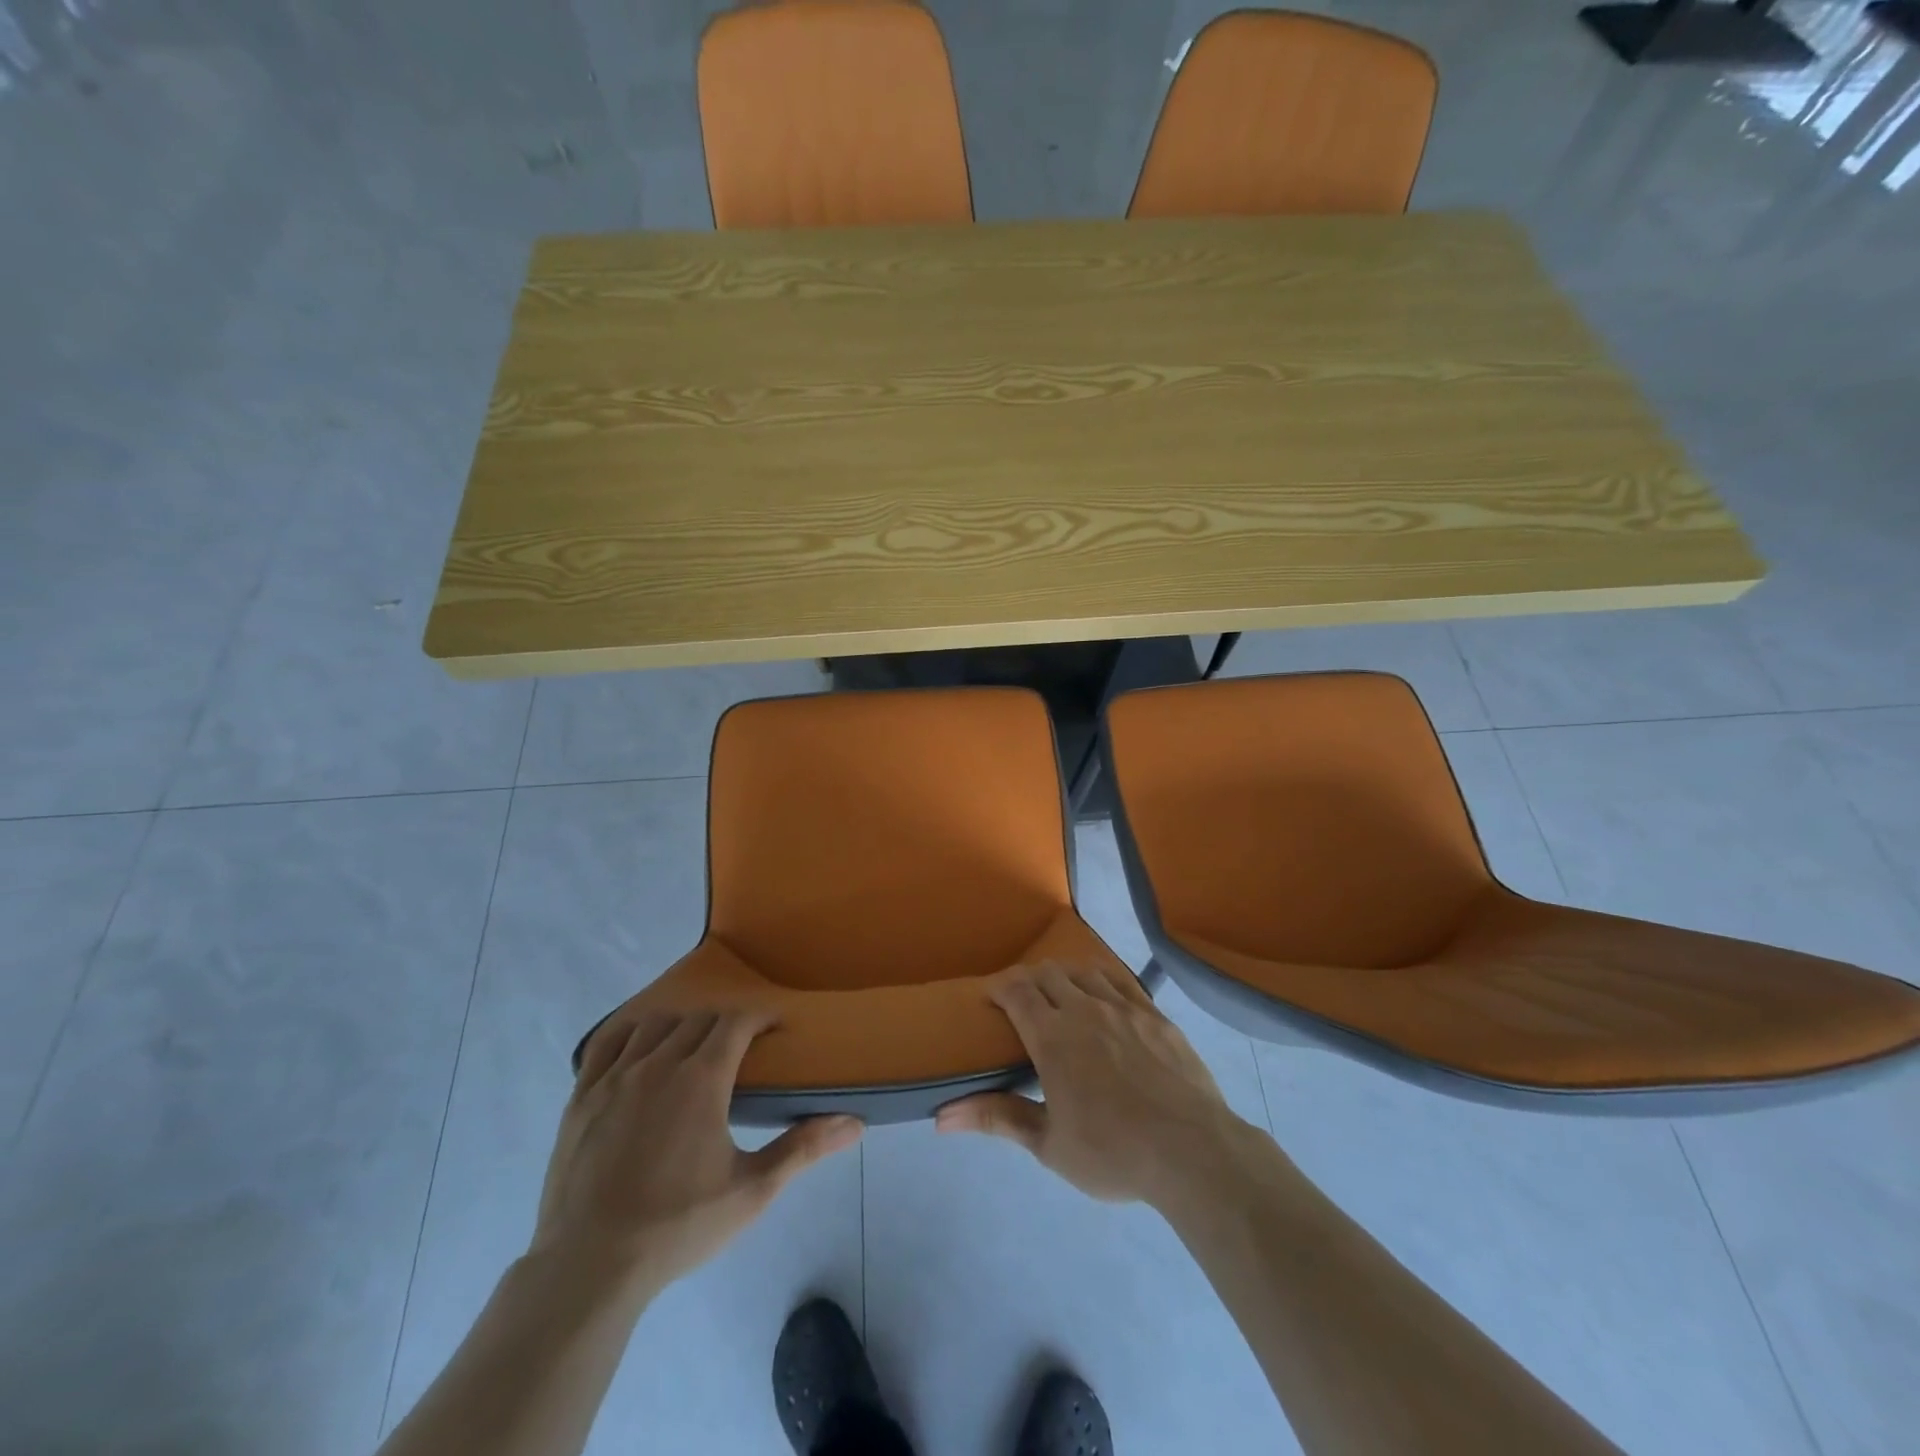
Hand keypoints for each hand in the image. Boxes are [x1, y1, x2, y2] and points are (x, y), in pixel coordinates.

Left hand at [533, 1009, 862, 1291]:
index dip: (760, 1016)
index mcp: (702, 1078)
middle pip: (699, 1020)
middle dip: (725, 1024)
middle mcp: (659, 1063)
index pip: (736, 1021)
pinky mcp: (581, 1097)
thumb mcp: (751, 1191)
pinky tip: (639, 1051)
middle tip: (741, 1047)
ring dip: (681, 1027)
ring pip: (655, 1025)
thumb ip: (802, 1149)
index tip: (774, 1026)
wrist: (589, 1268)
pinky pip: (607, 1044)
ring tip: (692, 1049)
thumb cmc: (678, 1227)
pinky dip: (630, 1035)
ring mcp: (614, 1077)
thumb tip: (854, 1123)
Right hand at [935, 962, 1254, 1207]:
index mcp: (1052, 1037)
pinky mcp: (1154, 1013)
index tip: (990, 998)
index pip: (1016, 990)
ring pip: (1083, 970)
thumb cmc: (1113, 1152)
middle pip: (1047, 973)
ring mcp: (1123, 1006)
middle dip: (1027, 979)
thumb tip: (941, 1117)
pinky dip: (1101, 978)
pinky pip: (1120, 980)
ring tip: (1059, 993)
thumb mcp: (1048, 1144)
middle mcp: (1084, 1008)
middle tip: (1020, 1000)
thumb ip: (997, 1119)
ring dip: (1063, 975)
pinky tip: (1102, 994)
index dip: (998, 987)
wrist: (1192, 1151)